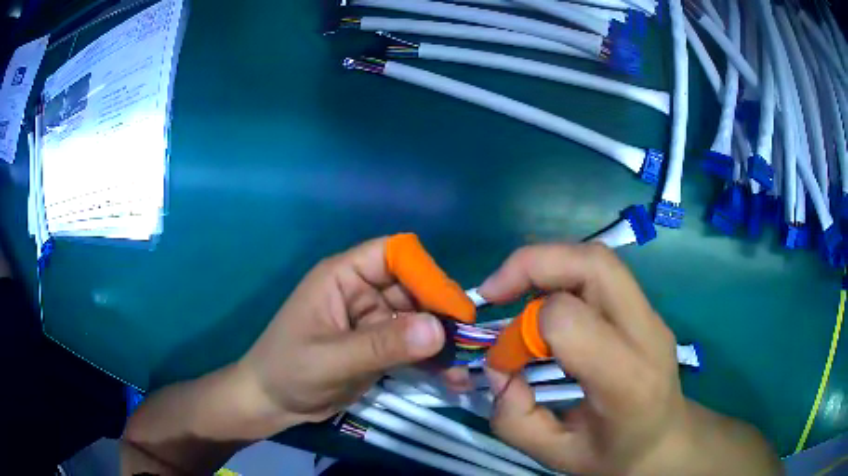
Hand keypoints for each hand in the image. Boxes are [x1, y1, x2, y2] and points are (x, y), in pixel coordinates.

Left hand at [235, 235, 471, 437]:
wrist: (272, 402)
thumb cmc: (289, 370)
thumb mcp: (332, 358)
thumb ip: (382, 344)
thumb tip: (438, 329)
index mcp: (344, 276)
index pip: (393, 254)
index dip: (425, 273)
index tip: (452, 308)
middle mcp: (362, 291)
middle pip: (413, 287)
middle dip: (441, 313)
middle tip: (468, 344)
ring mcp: (373, 320)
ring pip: (419, 319)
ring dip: (442, 341)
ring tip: (465, 368)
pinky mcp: (379, 346)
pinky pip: (413, 346)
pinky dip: (432, 360)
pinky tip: (452, 378)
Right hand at [479, 243, 779, 474]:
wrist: (666, 440)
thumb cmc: (615, 455)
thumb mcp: (557, 456)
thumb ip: (516, 420)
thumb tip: (499, 370)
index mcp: (627, 380)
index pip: (569, 321)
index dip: (522, 332)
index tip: (503, 359)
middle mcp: (646, 334)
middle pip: (593, 264)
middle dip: (533, 264)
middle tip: (495, 291)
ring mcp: (651, 315)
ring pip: (597, 258)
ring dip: (547, 264)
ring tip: (515, 290)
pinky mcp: (645, 307)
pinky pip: (601, 272)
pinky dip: (563, 272)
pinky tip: (546, 300)